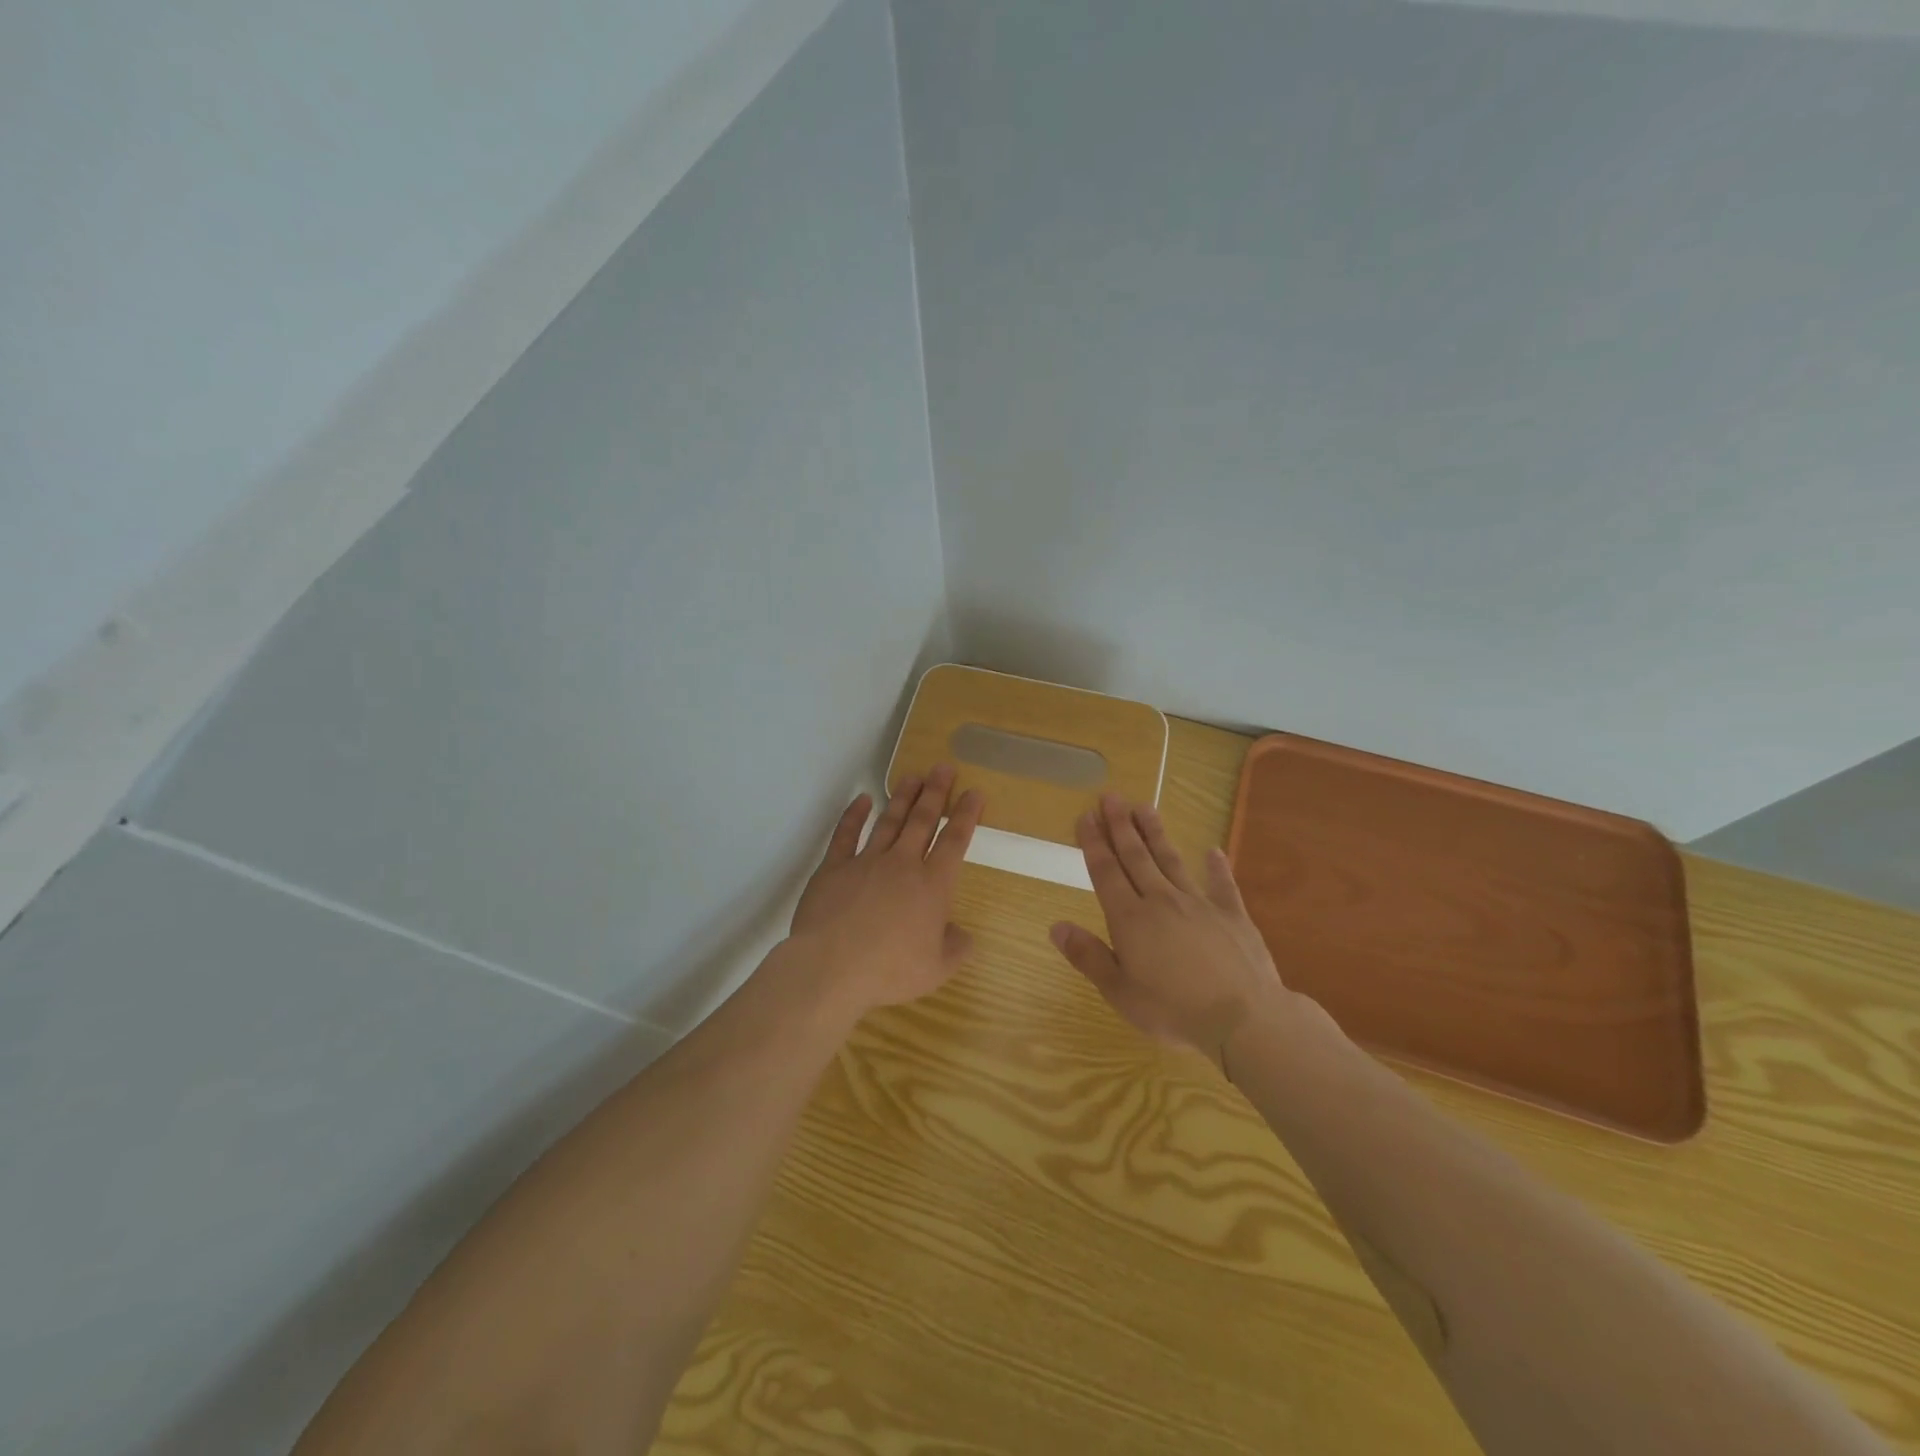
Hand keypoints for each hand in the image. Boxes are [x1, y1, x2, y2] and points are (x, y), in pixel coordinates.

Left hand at [788, 764, 983, 1018]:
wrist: (832, 967)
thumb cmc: (890, 970)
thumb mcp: (936, 969)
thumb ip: (955, 948)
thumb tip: (962, 934)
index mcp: (932, 886)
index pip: (954, 841)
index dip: (966, 815)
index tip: (974, 792)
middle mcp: (902, 864)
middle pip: (922, 821)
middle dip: (935, 792)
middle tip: (943, 767)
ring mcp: (866, 862)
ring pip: (889, 821)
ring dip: (902, 797)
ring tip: (913, 776)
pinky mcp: (833, 868)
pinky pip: (846, 835)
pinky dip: (854, 815)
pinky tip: (862, 800)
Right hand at [1050, 793, 1287, 1071]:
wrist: (1243, 1019)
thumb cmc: (1173, 1011)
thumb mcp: (1120, 992)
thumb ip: (1088, 956)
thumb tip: (1056, 926)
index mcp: (1130, 919)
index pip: (1106, 872)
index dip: (1094, 843)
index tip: (1086, 816)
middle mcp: (1161, 901)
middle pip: (1136, 856)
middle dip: (1120, 825)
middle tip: (1111, 796)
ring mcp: (1199, 904)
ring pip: (1171, 860)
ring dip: (1156, 833)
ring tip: (1145, 807)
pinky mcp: (1232, 915)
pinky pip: (1222, 884)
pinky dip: (1216, 866)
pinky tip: (1213, 851)